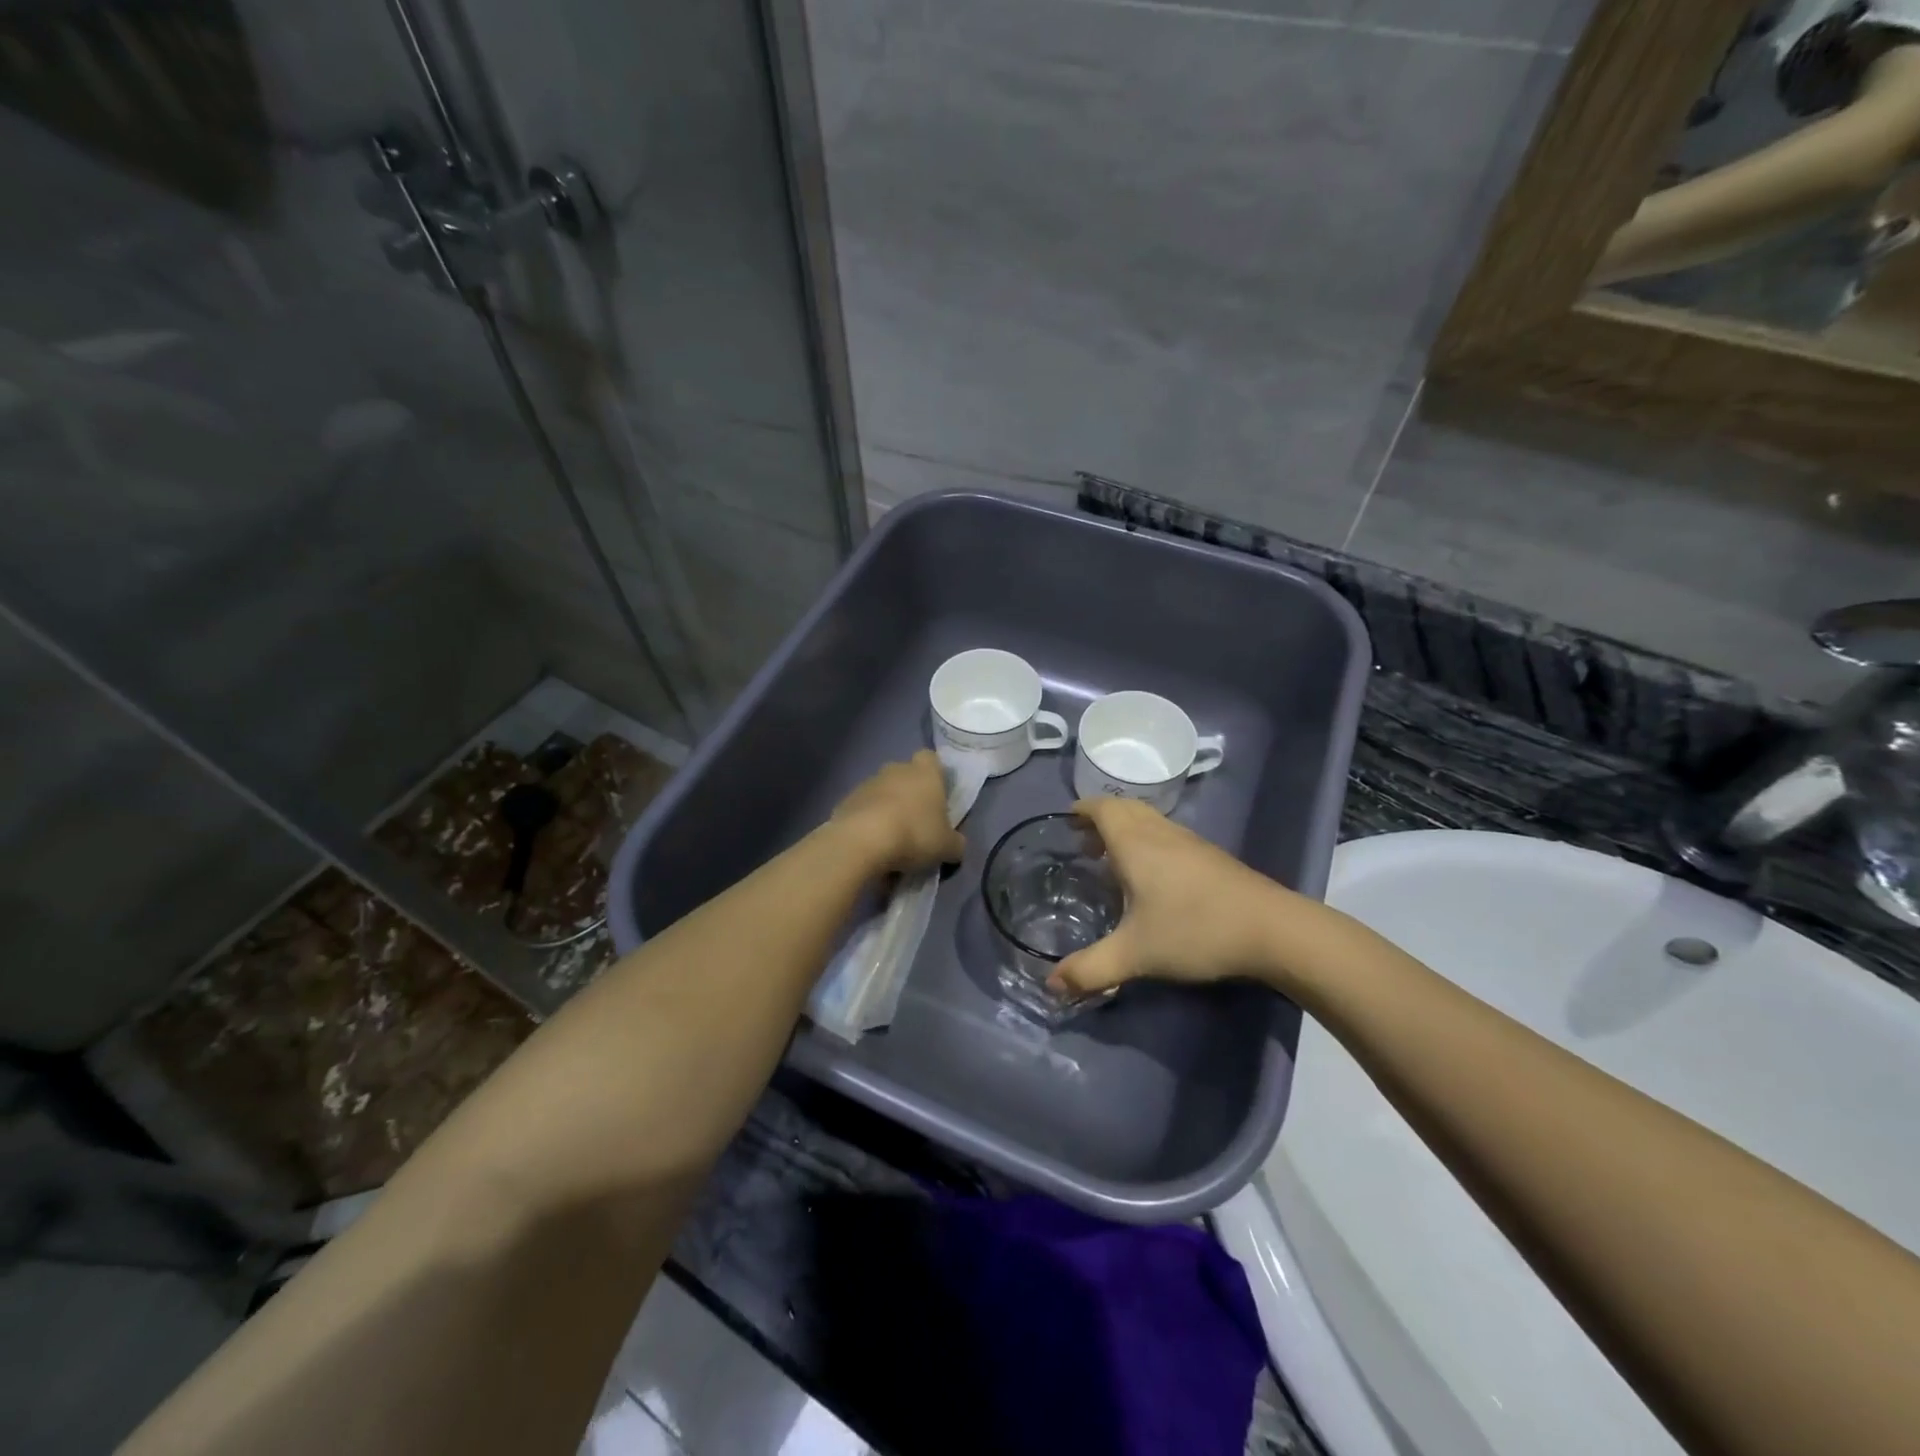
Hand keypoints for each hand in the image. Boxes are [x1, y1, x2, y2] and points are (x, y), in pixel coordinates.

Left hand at [830, 751, 967, 874]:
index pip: (931, 758)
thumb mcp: (947, 847)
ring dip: (887, 810)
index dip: (934, 774)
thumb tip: (956, 845)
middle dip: (910, 795)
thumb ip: (955, 843)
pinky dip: (868, 824)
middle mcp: (895, 770)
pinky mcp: (846, 801)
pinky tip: (872, 847)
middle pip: (905, 776)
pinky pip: (863, 810)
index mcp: (925, 772)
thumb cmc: (915, 834)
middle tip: (917, 824)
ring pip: (882, 793)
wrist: (862, 841)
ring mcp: (867, 784)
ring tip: (892, 842)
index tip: (937, 796)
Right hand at [1048, 797, 1310, 997]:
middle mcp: (1160, 833)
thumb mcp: (1135, 954)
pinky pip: (1167, 836)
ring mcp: (1190, 842)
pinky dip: (1148, 843)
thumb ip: (1090, 969)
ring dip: (1126, 831)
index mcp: (1135, 843)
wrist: (1272, 930)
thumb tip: (1051, 985)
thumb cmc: (1194, 930)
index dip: (1081, 810)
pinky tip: (1152, 879)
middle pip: (1125, 809)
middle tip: (1084, 844)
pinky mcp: (1211, 857)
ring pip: (1149, 822)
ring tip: (1112, 861)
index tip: (1065, 822)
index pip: (1102, 808)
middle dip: (1101, 820)